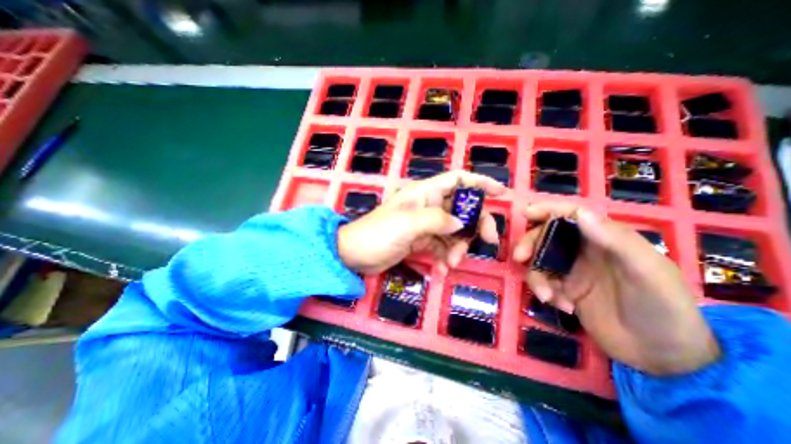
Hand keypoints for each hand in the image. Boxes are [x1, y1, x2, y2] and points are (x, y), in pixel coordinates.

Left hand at [336, 172, 502, 274]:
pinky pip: (441, 247)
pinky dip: (444, 258)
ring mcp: (425, 225)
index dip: (479, 183)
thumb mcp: (408, 224)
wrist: (355, 255)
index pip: (457, 180)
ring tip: (451, 263)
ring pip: (454, 232)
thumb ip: (437, 220)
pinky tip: (441, 270)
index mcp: (424, 193)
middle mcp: (427, 206)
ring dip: (457, 248)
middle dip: (476, 225)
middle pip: (462, 209)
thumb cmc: (378, 233)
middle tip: (488, 242)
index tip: (500, 193)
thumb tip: (462, 222)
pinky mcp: (421, 241)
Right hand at [514, 204, 720, 375]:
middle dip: (530, 244)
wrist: (663, 357)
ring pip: (540, 260)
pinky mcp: (565, 289)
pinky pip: (543, 281)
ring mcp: (573, 270)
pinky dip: (545, 291)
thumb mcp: (646, 271)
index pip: (571, 215)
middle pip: (546, 236)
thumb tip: (579, 213)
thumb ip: (615, 240)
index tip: (526, 213)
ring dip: (537, 275)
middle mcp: (584, 250)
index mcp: (605, 238)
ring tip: (547, 296)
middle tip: (520, 257)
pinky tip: (564, 306)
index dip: (547, 210)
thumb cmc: (662, 307)